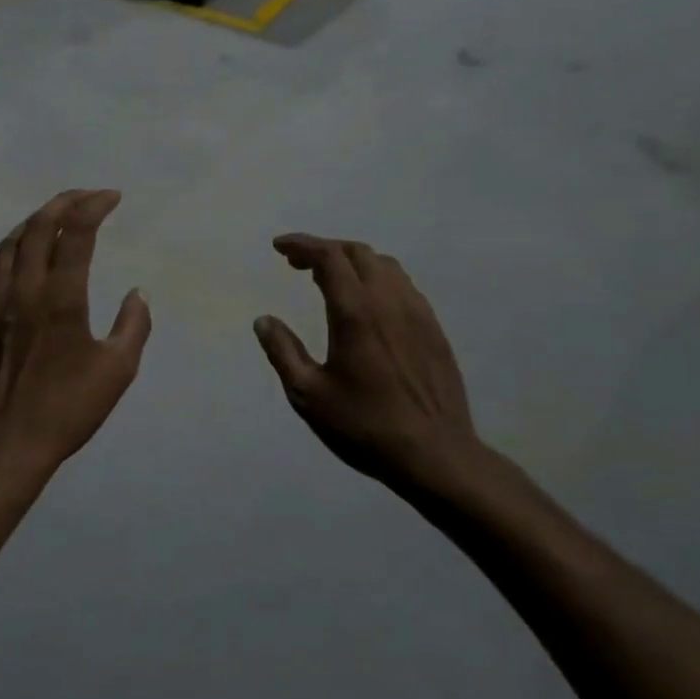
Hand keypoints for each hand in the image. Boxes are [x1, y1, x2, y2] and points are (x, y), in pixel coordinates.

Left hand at [0, 190, 150, 481]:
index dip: (95, 206)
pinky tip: (12, 263)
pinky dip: (3, 257)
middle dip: (64, 203)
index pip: (77, 232)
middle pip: (38, 227)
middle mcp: (23, 289)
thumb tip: (138, 293)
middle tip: (86, 197)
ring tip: (52, 221)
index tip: (112, 197)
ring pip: (8, 245)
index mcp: (61, 297)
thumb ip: (133, 326)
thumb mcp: (117, 371)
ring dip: (32, 224)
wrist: (6, 445)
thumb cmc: (67, 409)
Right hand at [254, 235, 490, 506]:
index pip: (329, 257)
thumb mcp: (308, 395)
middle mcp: (390, 301)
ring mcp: (418, 313)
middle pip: (357, 253)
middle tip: (298, 264)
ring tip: (329, 279)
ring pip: (385, 266)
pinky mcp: (434, 329)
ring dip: (353, 262)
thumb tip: (264, 320)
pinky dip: (377, 279)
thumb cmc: (365, 426)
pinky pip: (403, 286)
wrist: (435, 454)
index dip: (302, 244)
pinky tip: (367, 304)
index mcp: (356, 312)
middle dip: (325, 250)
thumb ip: (283, 352)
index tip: (279, 247)